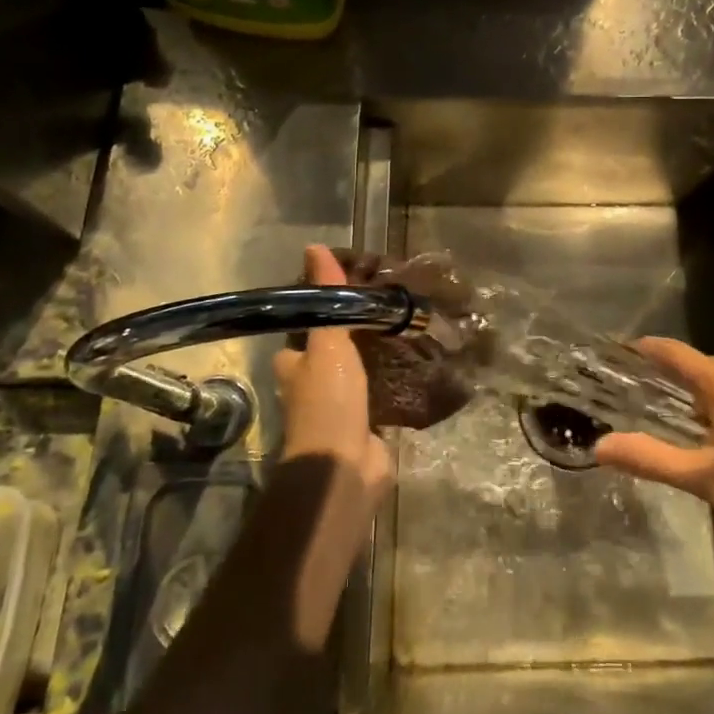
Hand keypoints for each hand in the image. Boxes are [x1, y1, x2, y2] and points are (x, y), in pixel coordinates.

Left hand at [272, 245, 392, 512]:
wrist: (345, 467)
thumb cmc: (328, 401)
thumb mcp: (327, 342)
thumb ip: (327, 299)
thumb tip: (315, 246)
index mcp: (295, 366)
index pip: (303, 331)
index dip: (321, 312)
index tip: (349, 291)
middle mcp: (313, 387)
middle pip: (332, 353)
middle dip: (353, 336)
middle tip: (386, 309)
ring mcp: (342, 409)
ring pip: (359, 374)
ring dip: (377, 359)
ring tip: (406, 332)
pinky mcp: (369, 427)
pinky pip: (382, 397)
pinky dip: (396, 383)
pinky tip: (418, 367)